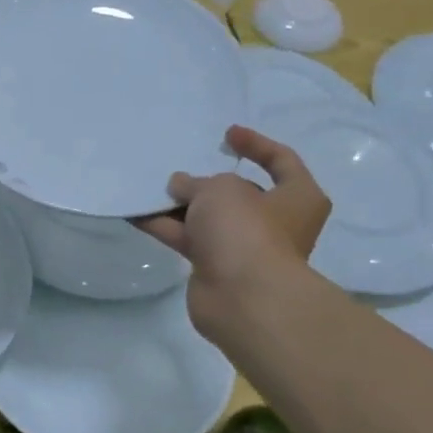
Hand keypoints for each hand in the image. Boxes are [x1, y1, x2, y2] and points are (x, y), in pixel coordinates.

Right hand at [137, 125, 329, 338]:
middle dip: (206, 182)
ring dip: (179, 205)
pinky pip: (187, 238)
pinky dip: (164, 226)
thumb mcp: (220, 190)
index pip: (281, 161)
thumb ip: (196, 183)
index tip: (225, 135)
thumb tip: (181, 187)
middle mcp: (275, 222)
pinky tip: (136, 213)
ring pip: (208, 218)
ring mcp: (243, 247)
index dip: (254, 144)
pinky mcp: (215, 267)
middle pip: (238, 193)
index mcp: (297, 197)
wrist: (243, 297)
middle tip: (178, 167)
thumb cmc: (246, 229)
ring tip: (148, 187)